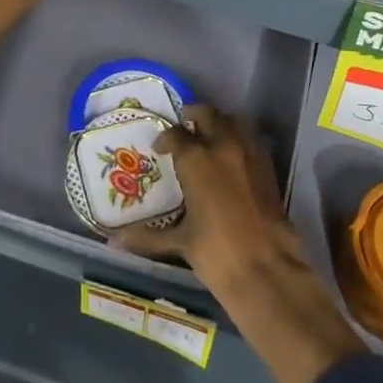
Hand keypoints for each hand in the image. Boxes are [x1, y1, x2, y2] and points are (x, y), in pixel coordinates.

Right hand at [112, 104, 298, 284]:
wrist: (266, 269)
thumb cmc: (216, 252)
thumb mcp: (179, 242)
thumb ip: (147, 236)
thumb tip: (114, 241)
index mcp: (197, 159)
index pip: (175, 134)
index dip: (165, 138)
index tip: (160, 148)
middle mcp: (223, 146)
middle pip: (207, 113)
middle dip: (193, 116)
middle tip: (184, 129)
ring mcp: (249, 153)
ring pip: (233, 120)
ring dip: (219, 123)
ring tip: (209, 138)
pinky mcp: (268, 166)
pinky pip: (251, 139)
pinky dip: (239, 139)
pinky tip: (232, 158)